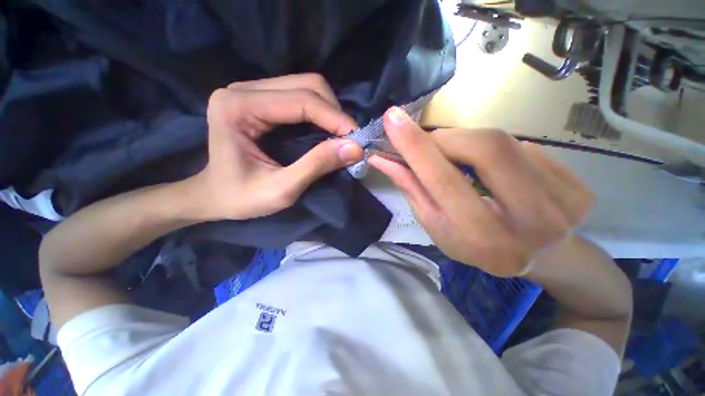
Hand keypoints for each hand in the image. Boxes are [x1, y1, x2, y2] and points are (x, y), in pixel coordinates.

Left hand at [193, 74, 363, 220]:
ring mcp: (252, 91)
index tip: (357, 140)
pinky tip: (327, 131)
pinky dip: (321, 114)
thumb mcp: (282, 189)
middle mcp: (243, 89)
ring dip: (330, 112)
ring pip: (307, 86)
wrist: (214, 196)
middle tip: (349, 140)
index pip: (301, 100)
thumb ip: (316, 165)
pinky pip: (301, 96)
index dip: (335, 119)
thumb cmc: (241, 198)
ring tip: (340, 137)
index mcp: (238, 107)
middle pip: (307, 85)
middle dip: (335, 113)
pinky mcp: (261, 100)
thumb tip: (355, 147)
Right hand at [369, 107, 593, 276]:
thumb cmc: (473, 245)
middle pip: (483, 148)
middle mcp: (529, 222)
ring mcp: (563, 203)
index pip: (442, 180)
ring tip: (459, 159)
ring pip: (504, 142)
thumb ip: (412, 189)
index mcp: (481, 237)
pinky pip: (525, 148)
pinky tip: (494, 168)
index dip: (415, 146)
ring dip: (469, 142)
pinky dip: (497, 150)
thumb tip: (382, 159)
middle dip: (447, 138)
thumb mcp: (434, 224)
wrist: (536, 259)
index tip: (392, 118)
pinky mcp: (577, 188)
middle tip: (431, 145)